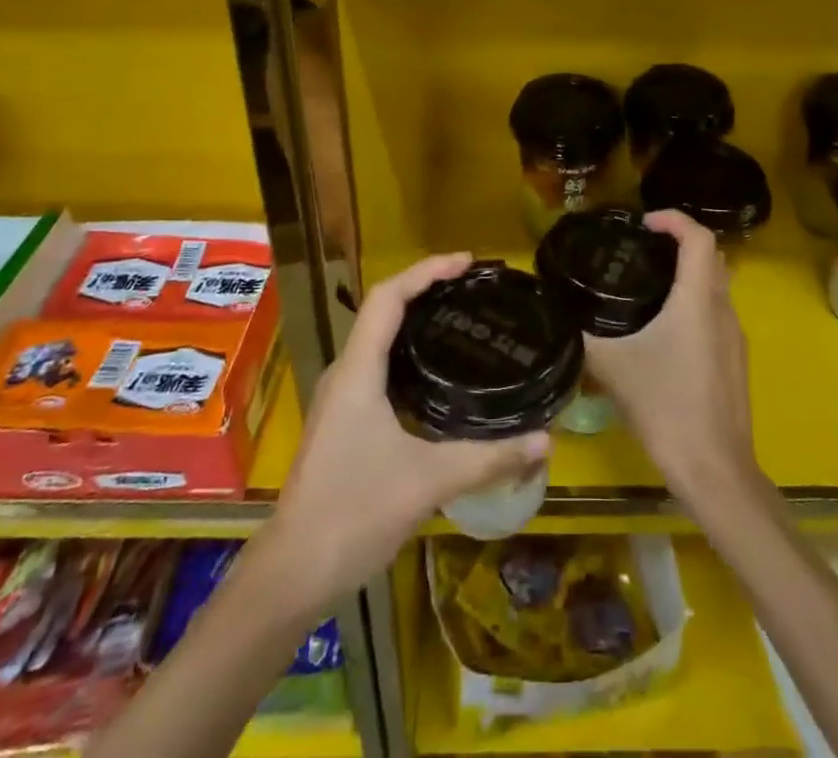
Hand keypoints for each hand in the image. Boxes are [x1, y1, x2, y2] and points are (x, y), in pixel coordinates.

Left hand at [270, 253, 550, 598]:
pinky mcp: (344, 422)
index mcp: (358, 371)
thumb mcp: (428, 482)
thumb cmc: (354, 513)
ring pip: (378, 339)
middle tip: (472, 287)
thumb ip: (488, 458)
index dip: (426, 270)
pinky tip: (437, 374)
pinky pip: (378, 365)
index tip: (467, 262)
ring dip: (415, 319)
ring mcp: (341, 399)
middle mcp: (345, 374)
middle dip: (426, 288)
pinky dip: (408, 351)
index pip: (388, 297)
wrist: (293, 574)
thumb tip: (545, 441)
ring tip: (459, 318)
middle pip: (383, 310)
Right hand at [581, 210, 761, 508]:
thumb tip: (558, 312)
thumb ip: (584, 336)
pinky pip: (717, 313)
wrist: (715, 471)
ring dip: (689, 273)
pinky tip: (665, 330)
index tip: (643, 223)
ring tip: (648, 284)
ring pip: (717, 285)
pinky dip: (695, 302)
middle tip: (642, 250)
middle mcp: (723, 309)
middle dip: (680, 242)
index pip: (698, 237)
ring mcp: (735, 337)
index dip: (673, 219)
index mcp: (698, 300)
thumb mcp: (614, 369)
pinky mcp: (735, 361)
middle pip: (711, 256)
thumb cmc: (667, 408)